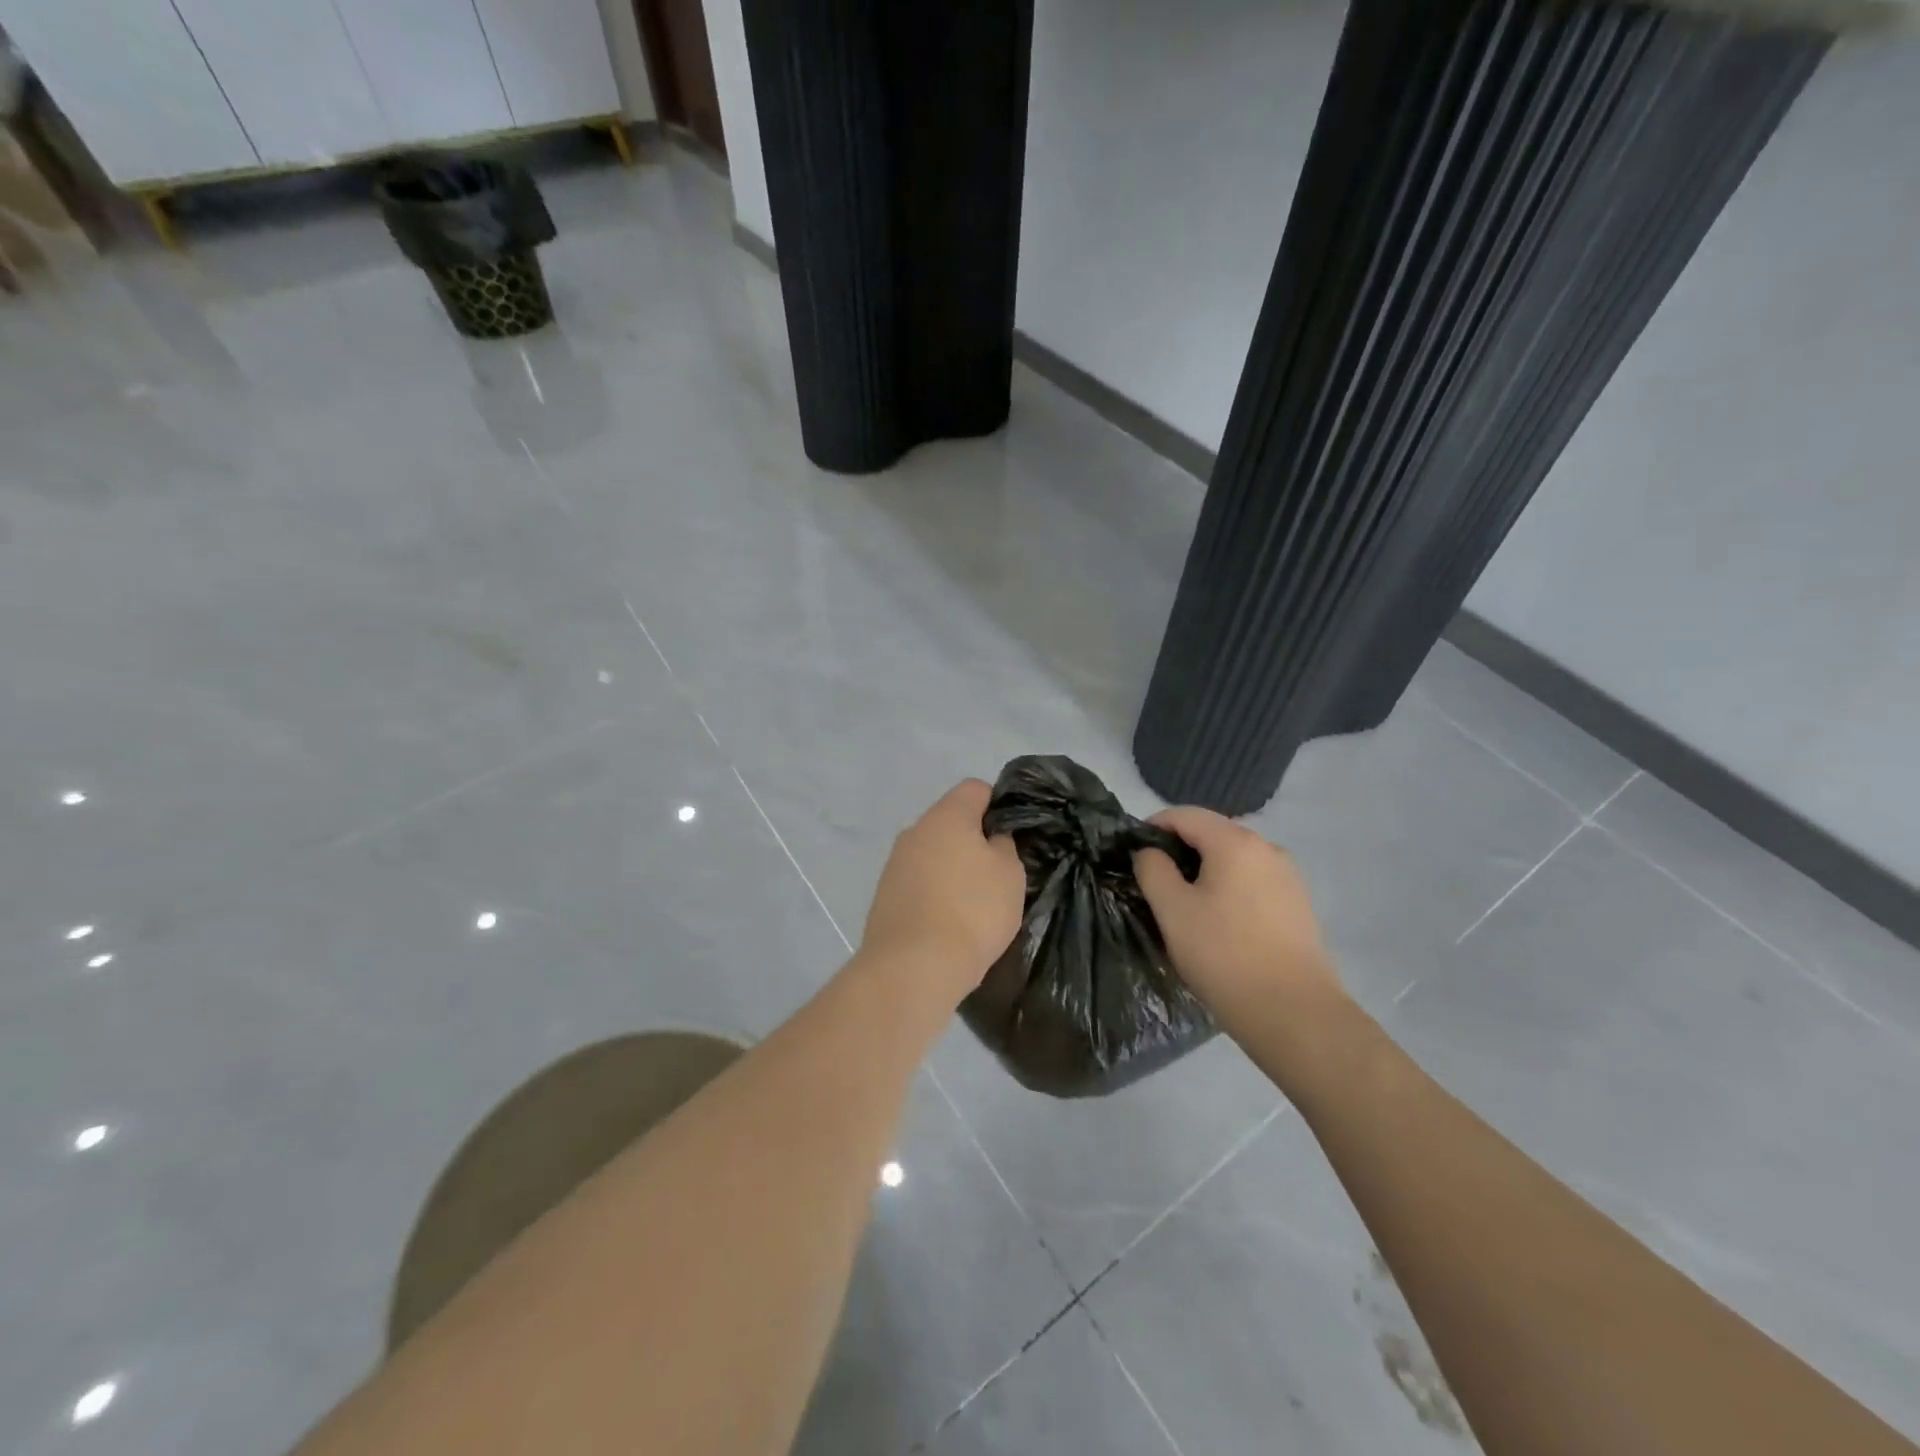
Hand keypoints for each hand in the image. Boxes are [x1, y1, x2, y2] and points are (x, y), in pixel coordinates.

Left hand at [858, 780, 1026, 1002]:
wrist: (913, 967)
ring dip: (952, 870)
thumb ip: (1004, 845)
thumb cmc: (972, 911)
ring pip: (933, 854)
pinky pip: (918, 883)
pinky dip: (934, 894)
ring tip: (974, 905)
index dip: (998, 806)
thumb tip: (991, 838)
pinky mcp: (884, 895)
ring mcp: (894, 863)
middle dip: (974, 842)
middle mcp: (915, 830)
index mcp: (946, 815)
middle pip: (951, 822)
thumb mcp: (1010, 873)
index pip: (975, 789)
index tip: (1012, 837)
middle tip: (997, 874)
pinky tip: (949, 922)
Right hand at [1133, 806, 1344, 1027]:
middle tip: (1154, 883)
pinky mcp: (1298, 905)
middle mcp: (1267, 848)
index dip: (1153, 826)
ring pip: (1234, 860)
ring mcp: (1288, 877)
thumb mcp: (1172, 910)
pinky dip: (1228, 889)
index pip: (1185, 815)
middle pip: (1212, 834)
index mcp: (1235, 842)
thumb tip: (1150, 852)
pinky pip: (1253, 882)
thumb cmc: (1223, 955)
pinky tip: (1218, 922)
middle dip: (1179, 850)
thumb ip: (1152, 869)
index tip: (1132, 853)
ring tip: (1184, 906)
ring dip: (1204, 871)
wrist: (1294, 1013)